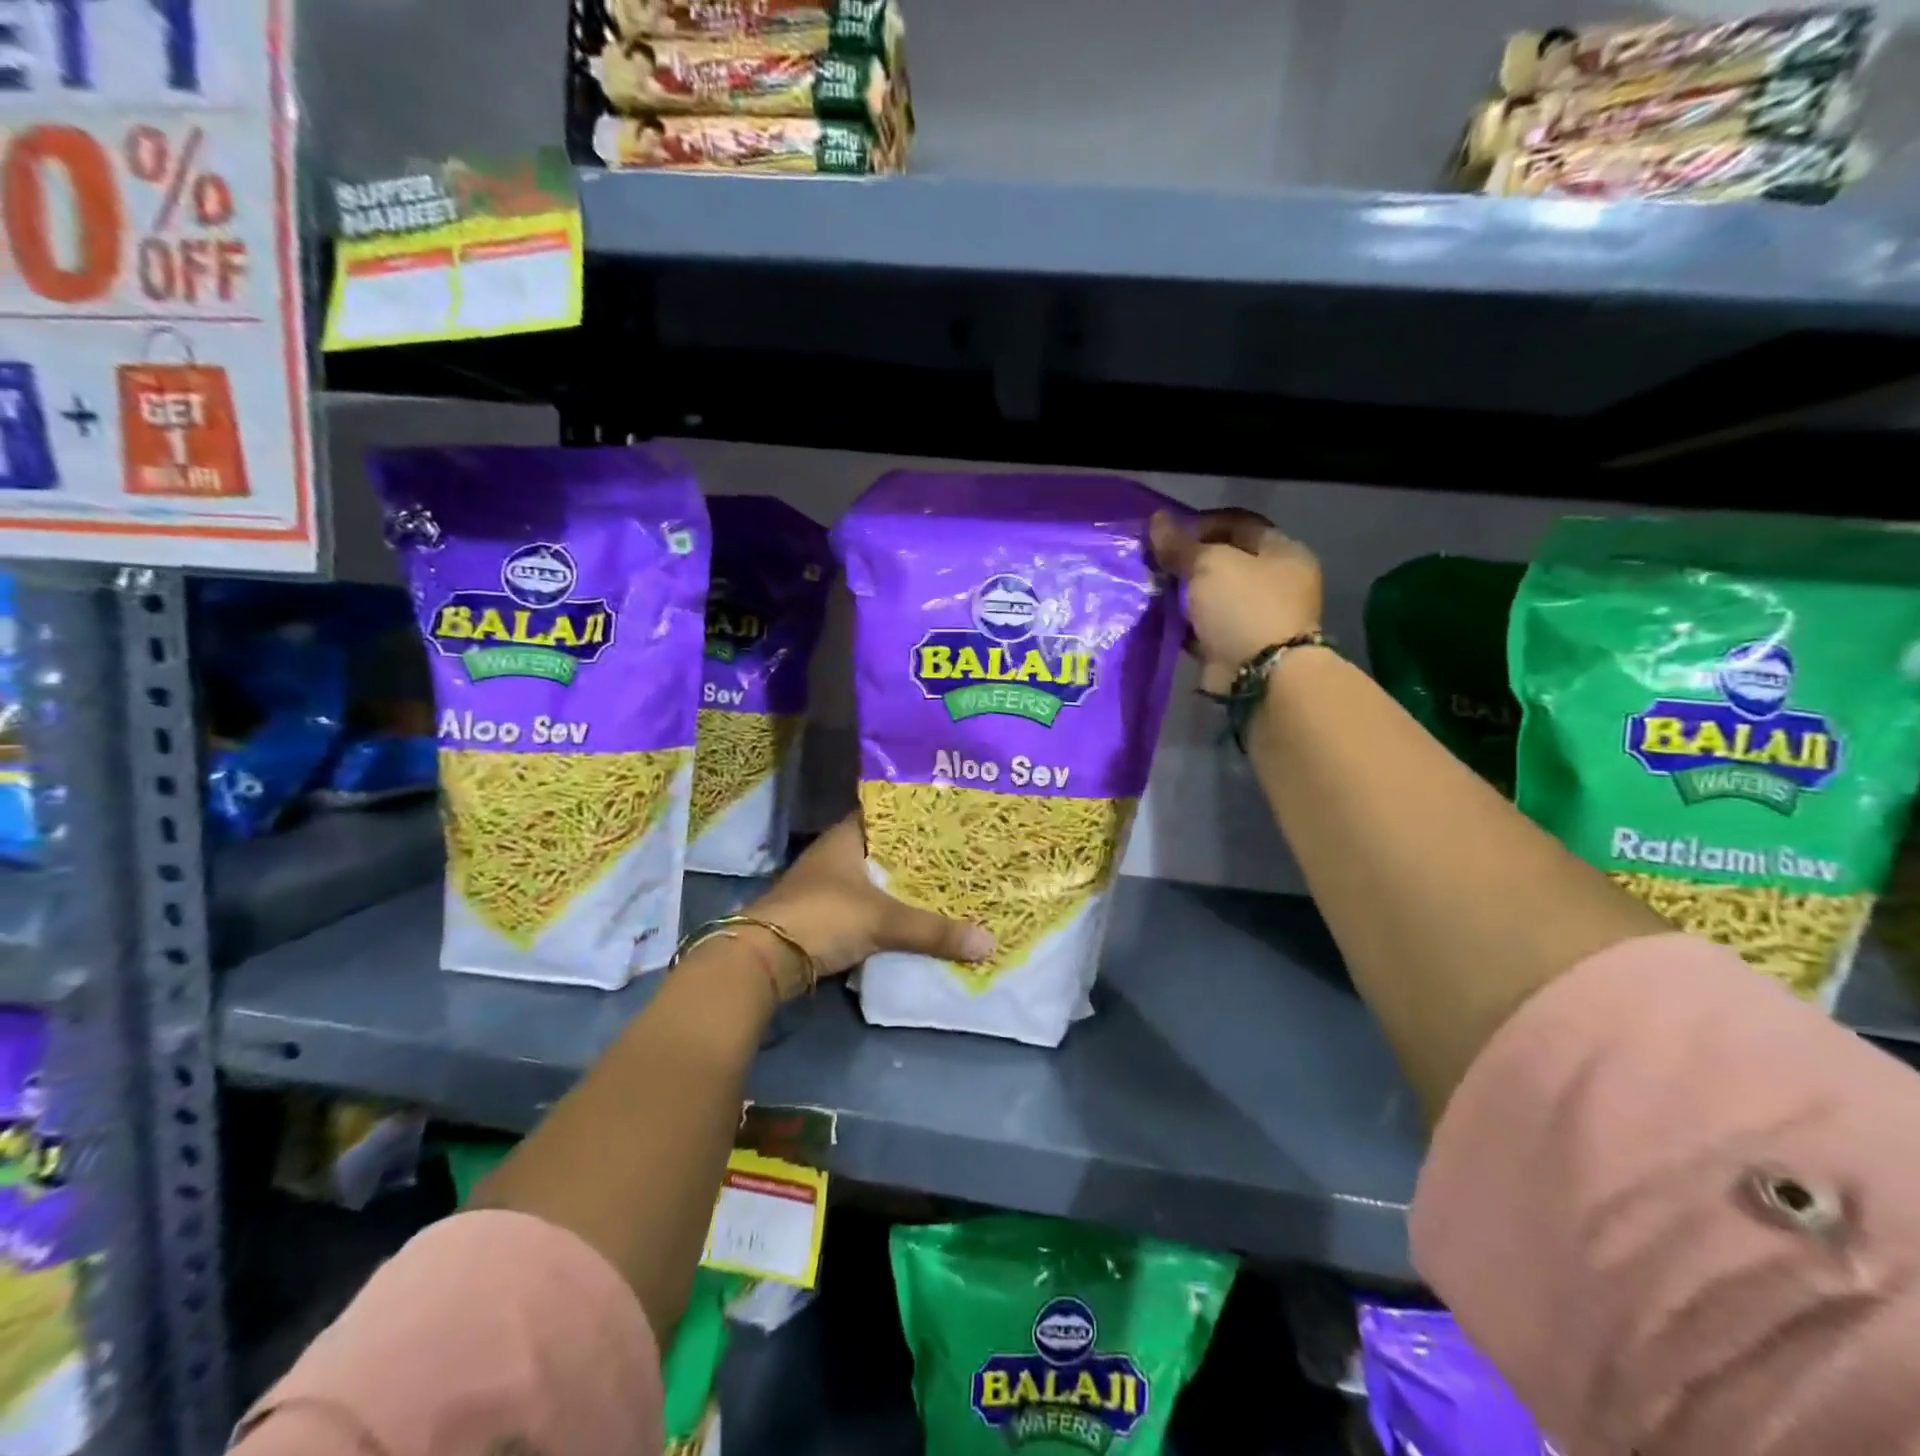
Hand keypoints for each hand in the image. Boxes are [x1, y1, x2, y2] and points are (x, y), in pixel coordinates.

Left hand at [743, 816, 993, 991]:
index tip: (954, 821)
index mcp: (846, 837)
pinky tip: (917, 919)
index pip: (888, 815)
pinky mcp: (825, 916)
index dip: (919, 818)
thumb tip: (989, 942)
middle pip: (886, 851)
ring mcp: (828, 886)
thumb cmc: (824, 916)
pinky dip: (890, 913)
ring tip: (948, 887)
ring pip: (877, 881)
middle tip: (962, 857)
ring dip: (904, 888)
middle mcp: (836, 855)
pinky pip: (868, 908)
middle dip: (919, 857)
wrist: (764, 959)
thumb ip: (933, 931)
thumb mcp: (883, 920)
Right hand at [1150, 509, 1322, 693]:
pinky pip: (1205, 627)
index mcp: (1282, 551)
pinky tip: (1159, 620)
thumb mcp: (1209, 565)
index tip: (1166, 535)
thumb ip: (1180, 544)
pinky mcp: (1238, 646)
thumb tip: (1156, 519)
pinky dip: (1184, 624)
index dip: (1201, 524)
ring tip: (1152, 591)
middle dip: (1187, 562)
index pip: (1238, 523)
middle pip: (1224, 561)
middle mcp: (1275, 582)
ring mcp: (1258, 617)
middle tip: (1154, 564)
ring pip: (1212, 596)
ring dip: (1184, 594)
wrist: (1262, 676)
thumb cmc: (1244, 607)